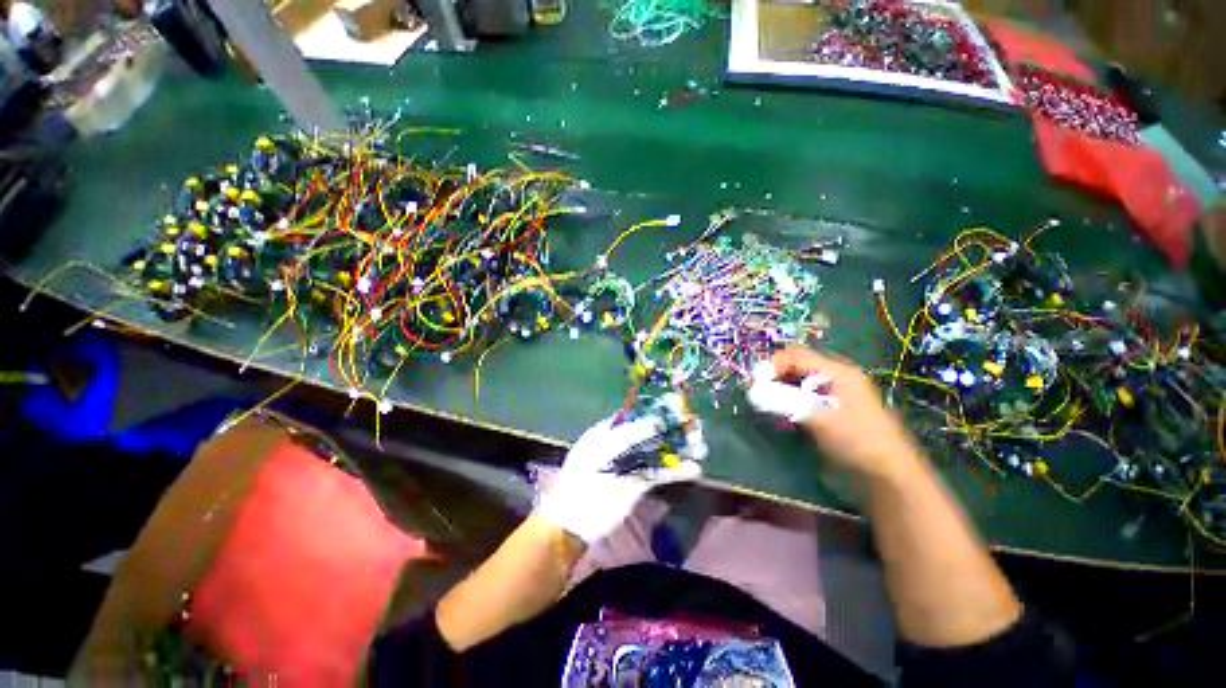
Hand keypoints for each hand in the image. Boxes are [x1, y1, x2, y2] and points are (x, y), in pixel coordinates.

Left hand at [533, 413, 701, 543]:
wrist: (574, 520)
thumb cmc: (582, 479)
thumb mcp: (600, 450)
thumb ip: (627, 436)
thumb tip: (653, 422)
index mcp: (605, 432)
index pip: (631, 416)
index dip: (649, 411)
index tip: (670, 407)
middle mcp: (619, 446)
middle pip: (647, 433)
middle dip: (668, 429)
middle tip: (691, 425)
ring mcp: (629, 465)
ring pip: (656, 452)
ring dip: (676, 449)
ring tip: (698, 445)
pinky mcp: (638, 485)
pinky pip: (659, 474)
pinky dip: (675, 471)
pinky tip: (693, 468)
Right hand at [764, 347, 920, 479]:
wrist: (889, 477)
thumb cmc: (857, 442)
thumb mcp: (819, 419)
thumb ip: (783, 402)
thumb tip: (752, 392)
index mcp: (837, 372)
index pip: (796, 355)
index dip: (772, 364)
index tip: (754, 382)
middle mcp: (835, 378)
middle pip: (796, 367)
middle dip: (774, 377)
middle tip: (757, 393)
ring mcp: (835, 395)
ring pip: (798, 383)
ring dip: (780, 391)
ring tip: (766, 405)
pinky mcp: (832, 412)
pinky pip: (804, 399)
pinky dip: (789, 403)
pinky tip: (782, 416)